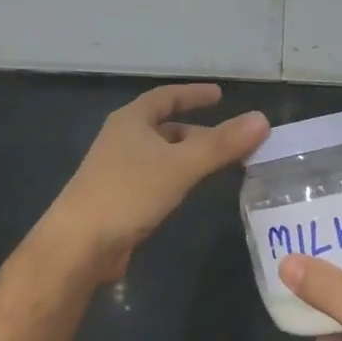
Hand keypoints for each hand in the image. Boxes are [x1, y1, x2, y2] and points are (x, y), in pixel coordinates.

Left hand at [47, 84, 268, 282]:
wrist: (79, 245)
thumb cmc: (128, 193)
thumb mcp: (180, 165)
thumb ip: (221, 144)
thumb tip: (262, 119)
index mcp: (131, 121)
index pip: (166, 97)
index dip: (193, 94)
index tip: (220, 95)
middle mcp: (122, 140)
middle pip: (165, 128)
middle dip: (198, 131)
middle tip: (232, 140)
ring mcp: (118, 171)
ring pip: (162, 155)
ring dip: (189, 156)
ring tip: (220, 165)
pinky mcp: (119, 199)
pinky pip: (156, 179)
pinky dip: (178, 178)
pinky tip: (192, 192)